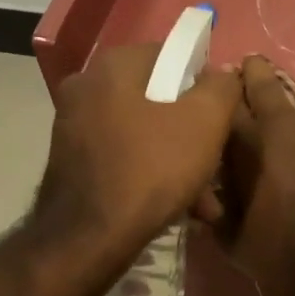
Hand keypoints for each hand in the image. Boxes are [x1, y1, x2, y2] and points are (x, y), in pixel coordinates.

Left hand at [33, 43, 240, 259]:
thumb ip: (222, 87)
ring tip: (203, 199)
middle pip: (158, 98)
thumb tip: (223, 74)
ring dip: (176, 159)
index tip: (222, 118)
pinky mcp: (71, 161)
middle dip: (192, 132)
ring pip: (143, 132)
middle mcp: (86, 86)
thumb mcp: (205, 122)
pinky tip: (177, 207)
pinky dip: (150, 173)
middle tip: (216, 163)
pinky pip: (123, 155)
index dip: (205, 85)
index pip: (173, 56)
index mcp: (113, 65)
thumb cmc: (151, 169)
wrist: (88, 239)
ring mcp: (73, 124)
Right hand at [213, 56, 294, 295]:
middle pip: (268, 84)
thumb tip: (200, 204)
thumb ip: (217, 214)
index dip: (219, 94)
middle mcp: (289, 124)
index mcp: (249, 142)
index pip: (225, 103)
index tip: (215, 89)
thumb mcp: (233, 240)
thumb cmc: (280, 252)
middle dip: (257, 72)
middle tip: (253, 66)